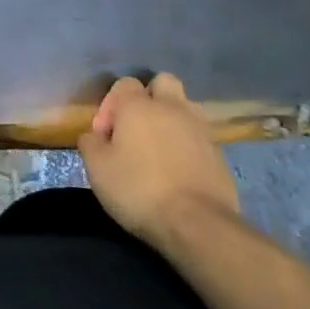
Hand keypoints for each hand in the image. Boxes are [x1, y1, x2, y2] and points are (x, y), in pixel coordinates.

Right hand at [78, 73, 238, 256]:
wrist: (198, 225)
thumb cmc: (139, 190)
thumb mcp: (97, 169)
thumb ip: (90, 144)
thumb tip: (93, 137)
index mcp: (139, 105)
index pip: (124, 84)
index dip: (110, 106)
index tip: (104, 137)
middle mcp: (172, 108)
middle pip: (163, 82)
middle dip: (149, 98)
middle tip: (137, 129)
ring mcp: (200, 130)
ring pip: (185, 107)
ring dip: (172, 119)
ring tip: (160, 148)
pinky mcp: (219, 155)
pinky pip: (200, 137)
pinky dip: (189, 145)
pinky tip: (179, 170)